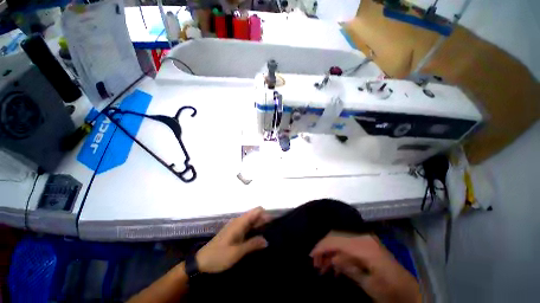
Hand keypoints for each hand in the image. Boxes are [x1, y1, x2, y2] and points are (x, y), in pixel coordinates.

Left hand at [196, 207, 270, 272]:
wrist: (201, 262)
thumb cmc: (219, 256)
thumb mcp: (237, 253)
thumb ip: (252, 244)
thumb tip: (266, 240)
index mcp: (240, 222)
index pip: (256, 211)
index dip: (266, 214)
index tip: (275, 222)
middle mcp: (239, 221)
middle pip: (255, 215)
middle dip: (265, 219)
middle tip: (275, 230)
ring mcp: (237, 227)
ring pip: (252, 221)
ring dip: (261, 225)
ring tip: (271, 233)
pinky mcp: (235, 232)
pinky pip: (248, 227)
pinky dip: (255, 229)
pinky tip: (259, 237)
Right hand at [310, 232, 420, 302]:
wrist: (408, 290)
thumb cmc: (390, 290)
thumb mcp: (369, 284)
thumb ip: (349, 268)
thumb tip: (331, 258)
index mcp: (364, 246)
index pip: (336, 240)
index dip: (322, 247)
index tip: (311, 256)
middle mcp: (363, 237)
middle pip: (336, 236)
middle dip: (324, 248)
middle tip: (316, 263)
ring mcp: (364, 238)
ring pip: (339, 238)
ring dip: (330, 250)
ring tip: (323, 265)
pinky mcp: (365, 243)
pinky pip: (346, 242)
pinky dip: (337, 251)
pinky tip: (334, 264)